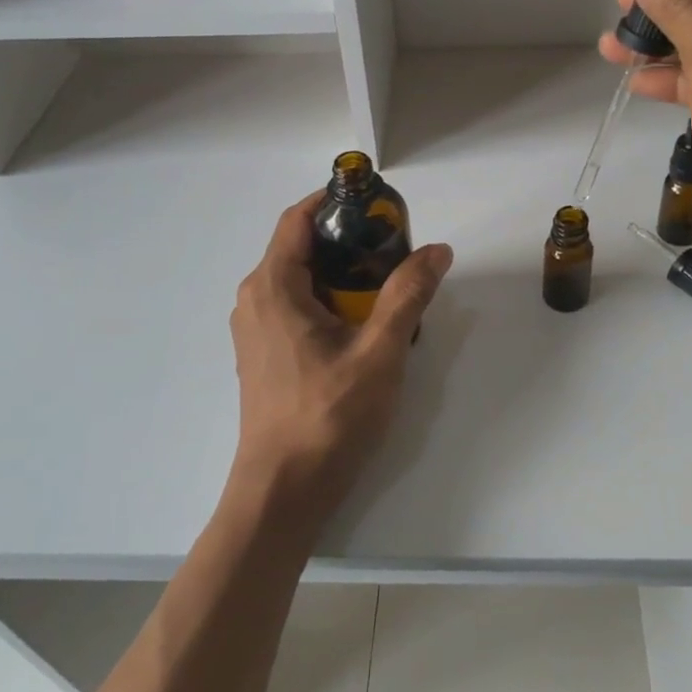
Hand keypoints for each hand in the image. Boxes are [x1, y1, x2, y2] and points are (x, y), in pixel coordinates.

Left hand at [227, 192, 452, 534]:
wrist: (284, 489)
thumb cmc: (328, 415)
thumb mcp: (379, 351)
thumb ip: (408, 295)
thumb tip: (437, 250)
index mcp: (273, 286)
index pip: (299, 219)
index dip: (337, 202)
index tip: (379, 205)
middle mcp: (254, 299)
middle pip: (301, 247)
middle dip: (348, 241)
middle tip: (396, 250)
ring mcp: (255, 330)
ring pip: (300, 280)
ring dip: (341, 274)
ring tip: (387, 287)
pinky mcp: (263, 355)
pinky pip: (295, 307)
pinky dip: (328, 300)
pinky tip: (362, 325)